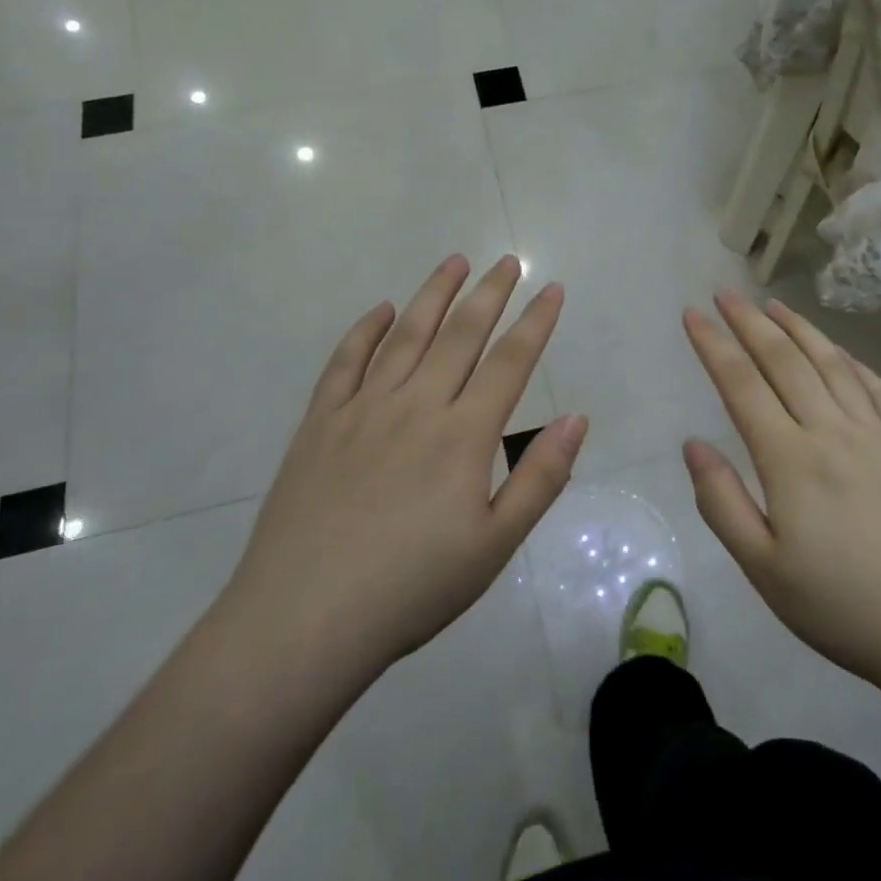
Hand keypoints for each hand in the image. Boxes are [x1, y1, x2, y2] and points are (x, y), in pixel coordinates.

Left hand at [225, 255, 585, 677]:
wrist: (305, 619)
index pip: (509, 362)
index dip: (535, 322)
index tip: (552, 289)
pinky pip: (345, 361)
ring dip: (433, 294)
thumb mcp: (494, 546)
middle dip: (489, 294)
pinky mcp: (320, 422)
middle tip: (508, 261)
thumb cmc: (412, 588)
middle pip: (460, 335)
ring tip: (454, 262)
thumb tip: (576, 418)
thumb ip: (539, 478)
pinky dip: (366, 330)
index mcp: (463, 435)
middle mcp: (416, 405)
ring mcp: (362, 409)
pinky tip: (382, 311)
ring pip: (406, 335)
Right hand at [681, 292, 880, 695]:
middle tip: (725, 293)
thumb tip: (693, 444)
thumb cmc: (847, 608)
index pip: (742, 384)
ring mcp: (879, 436)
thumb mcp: (764, 570)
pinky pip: (878, 390)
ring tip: (774, 304)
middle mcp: (833, 431)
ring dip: (800, 328)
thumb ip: (722, 502)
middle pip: (785, 360)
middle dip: (750, 322)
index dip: (713, 345)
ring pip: (832, 364)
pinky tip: (841, 354)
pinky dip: (852, 361)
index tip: (692, 313)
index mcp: (791, 459)